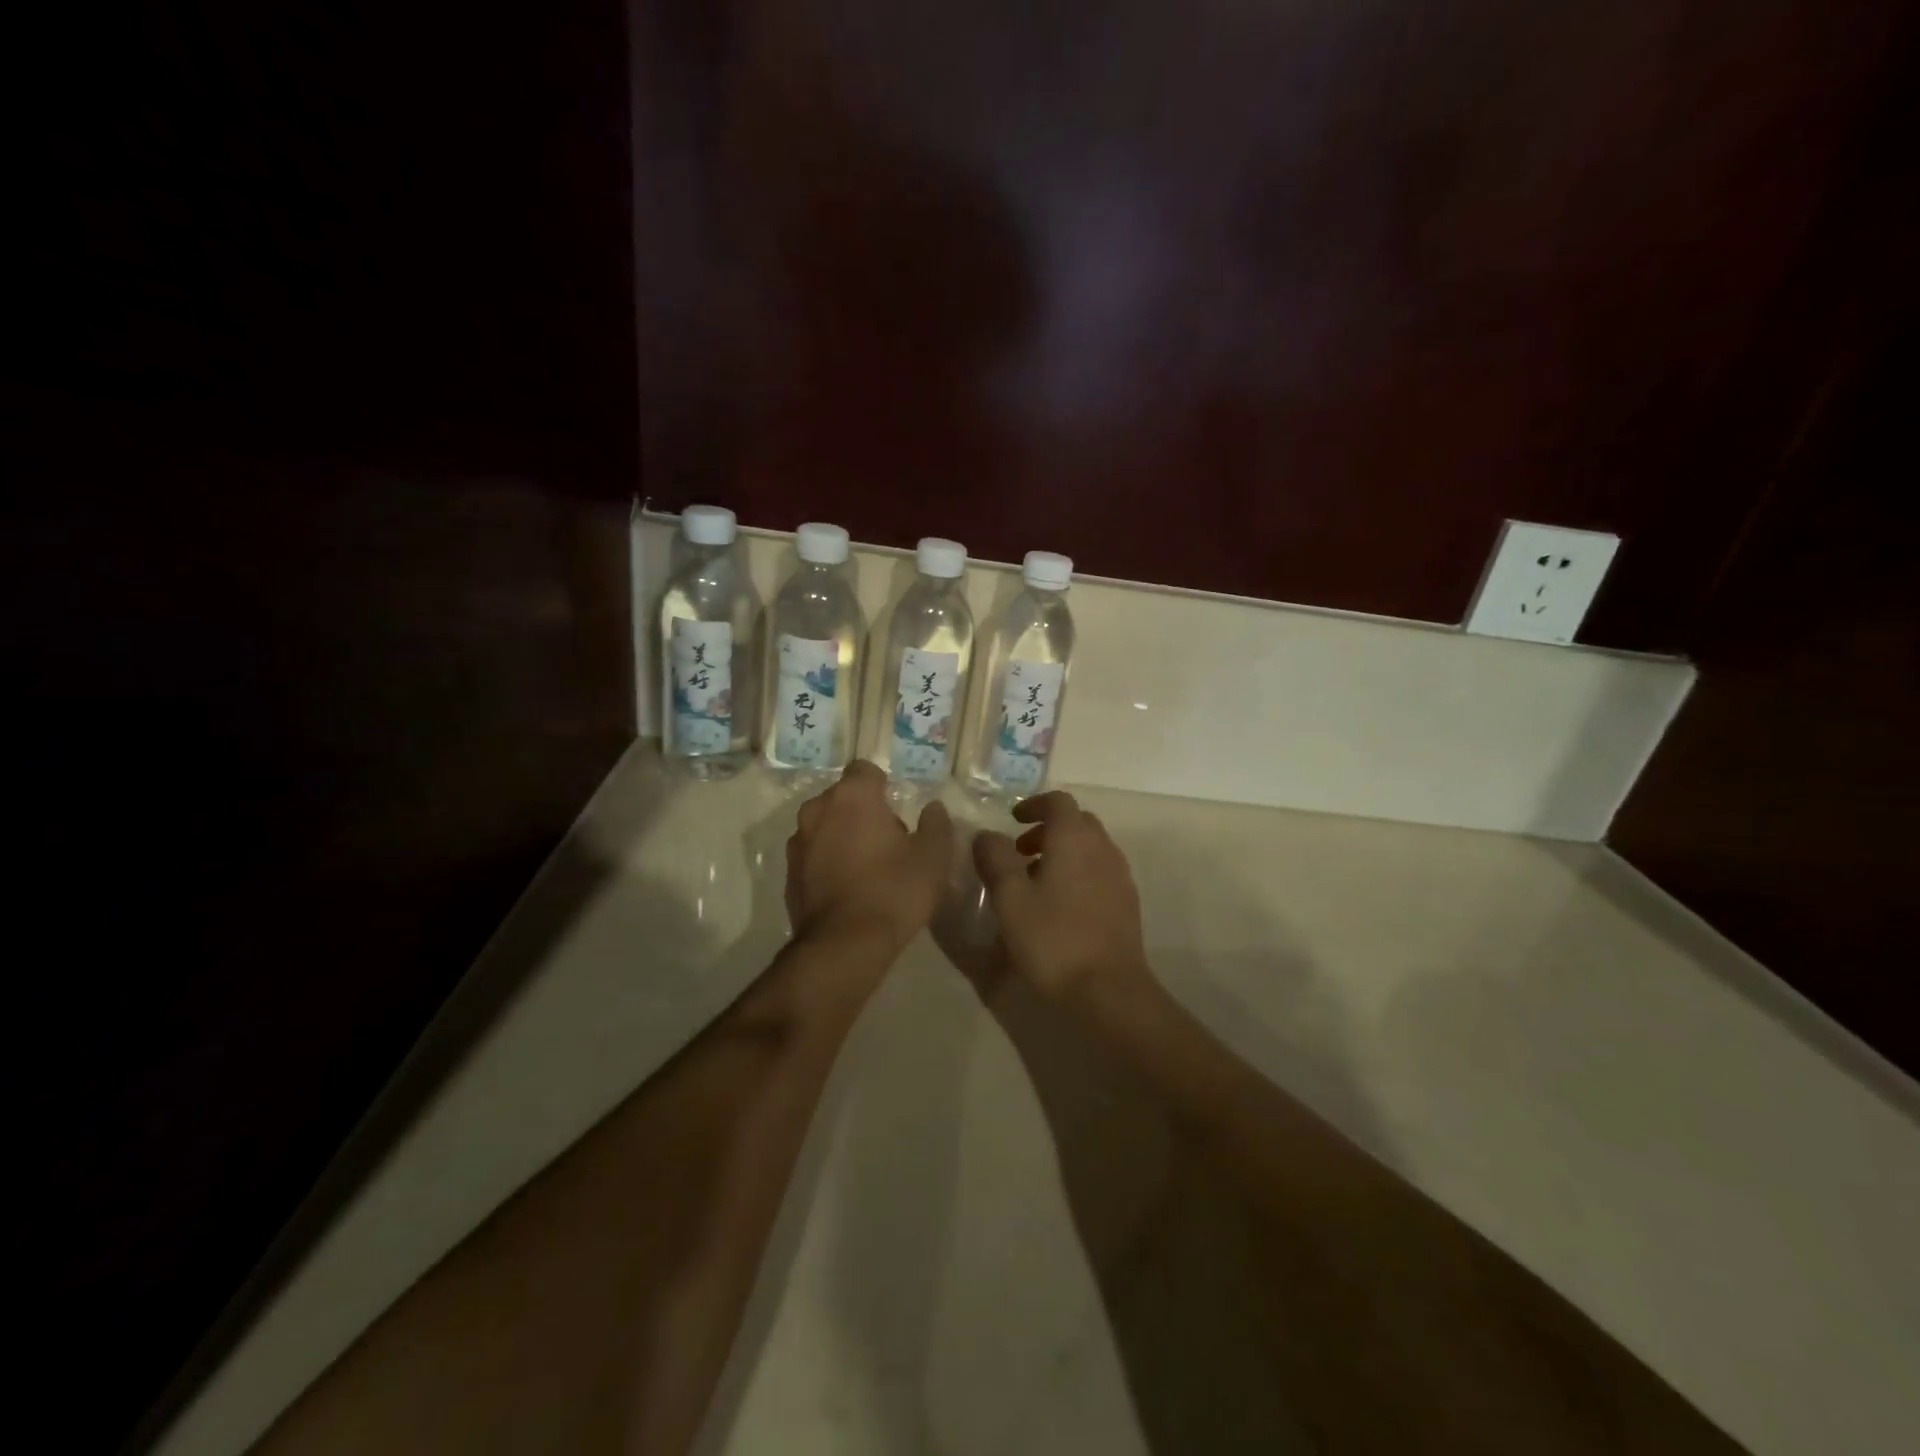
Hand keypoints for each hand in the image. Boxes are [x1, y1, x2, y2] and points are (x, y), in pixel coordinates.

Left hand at [786, 761, 954, 954]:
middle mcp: (818, 810)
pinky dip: (828, 861)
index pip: (865, 770)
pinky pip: (813, 854)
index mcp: (852, 797)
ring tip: (867, 867)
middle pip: (843, 798)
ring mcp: (798, 842)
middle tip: (889, 841)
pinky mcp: (789, 873)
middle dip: (863, 812)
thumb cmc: (894, 891)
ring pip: (825, 826)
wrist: (844, 946)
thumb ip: (936, 824)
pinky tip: (848, 888)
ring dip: (843, 836)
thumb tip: (933, 808)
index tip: (897, 809)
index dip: (883, 786)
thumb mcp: (933, 857)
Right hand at [973, 790, 1150, 1001]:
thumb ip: (995, 859)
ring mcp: (1119, 875)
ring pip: (1089, 848)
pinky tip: (1059, 906)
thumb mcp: (1010, 898)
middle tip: (1020, 852)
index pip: (1058, 801)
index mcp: (1074, 838)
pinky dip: (1078, 873)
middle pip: (1076, 822)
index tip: (1012, 820)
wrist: (1108, 989)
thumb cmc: (1053, 938)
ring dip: (1062, 853)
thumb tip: (986, 835)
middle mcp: (1102, 847)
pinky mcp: (1127, 902)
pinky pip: (1099, 871)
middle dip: (1047, 829)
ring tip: (1035, 882)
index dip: (1033, 805)